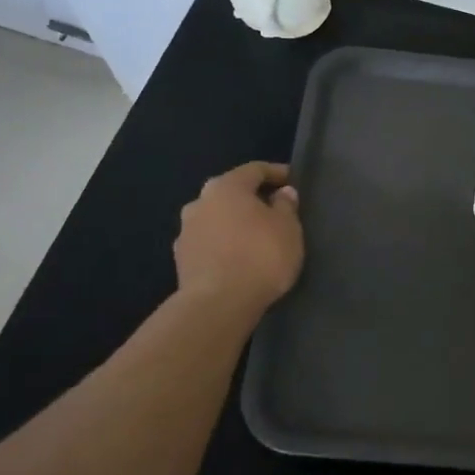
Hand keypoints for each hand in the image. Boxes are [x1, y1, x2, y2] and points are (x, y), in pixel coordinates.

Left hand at [174, 161, 303, 317]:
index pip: (254, 170)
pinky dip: (223, 244)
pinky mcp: (181, 259)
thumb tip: (282, 193)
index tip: (292, 180)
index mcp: (226, 186)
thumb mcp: (288, 228)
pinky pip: (209, 242)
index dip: (276, 173)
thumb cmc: (260, 256)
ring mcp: (186, 231)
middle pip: (231, 192)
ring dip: (234, 222)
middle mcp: (200, 201)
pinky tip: (237, 257)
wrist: (218, 305)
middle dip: (252, 198)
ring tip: (255, 237)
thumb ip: (286, 206)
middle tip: (274, 210)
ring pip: (217, 218)